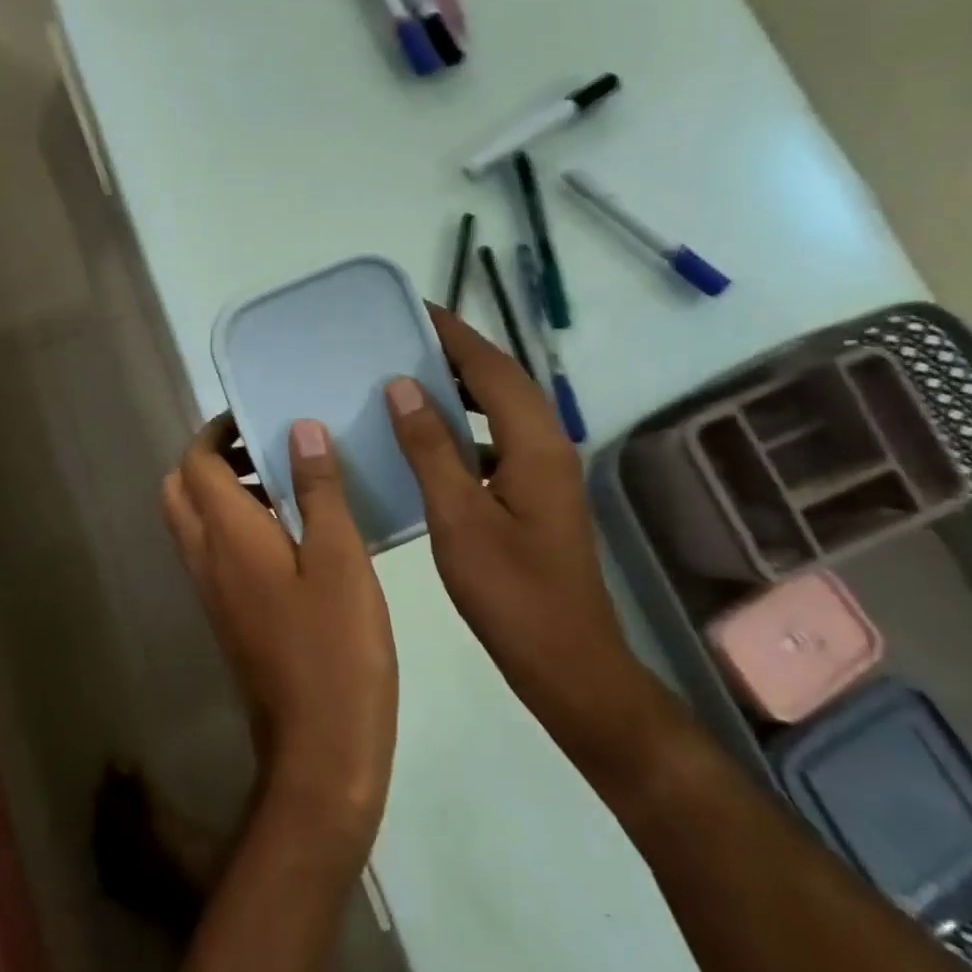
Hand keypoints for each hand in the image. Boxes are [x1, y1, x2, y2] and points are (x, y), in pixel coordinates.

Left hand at [162, 416, 397, 855]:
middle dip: (213, 458)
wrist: (318, 750)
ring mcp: (211, 590)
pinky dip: (235, 524)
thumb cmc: (335, 647)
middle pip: (181, 488)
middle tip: (267, 449)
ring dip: (223, 490)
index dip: (218, 431)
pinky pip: (213, 551)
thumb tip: (300, 429)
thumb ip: (319, 490)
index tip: (257, 416)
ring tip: (287, 483)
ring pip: (194, 520)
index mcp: (226, 534)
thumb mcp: (340, 558)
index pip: (195, 462)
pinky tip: (292, 533)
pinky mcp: (227, 615)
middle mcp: (205, 556)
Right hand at [384, 307, 663, 775]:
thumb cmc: (510, 592)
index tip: (413, 308)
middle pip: (502, 381)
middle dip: (457, 353)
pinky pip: (498, 441)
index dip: (454, 334)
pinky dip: (465, 428)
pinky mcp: (537, 496)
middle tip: (403, 339)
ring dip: (462, 389)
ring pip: (502, 411)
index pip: (492, 368)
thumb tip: (403, 386)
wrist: (568, 663)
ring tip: (410, 378)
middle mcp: (548, 447)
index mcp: (535, 444)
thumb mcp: (458, 517)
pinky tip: (428, 441)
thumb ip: (431, 448)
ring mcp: (546, 473)